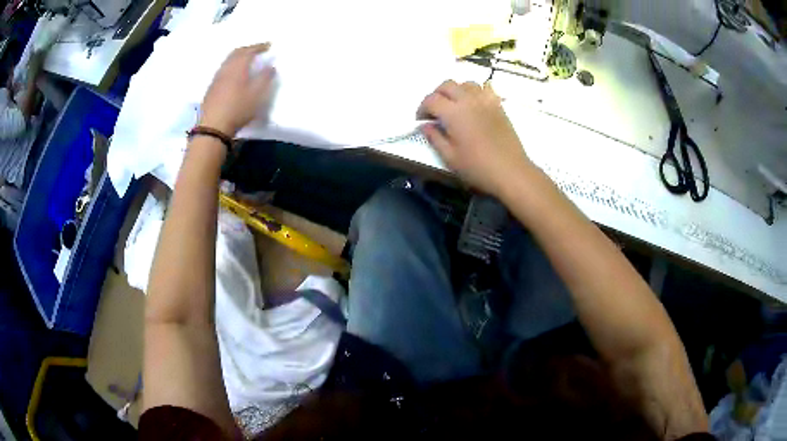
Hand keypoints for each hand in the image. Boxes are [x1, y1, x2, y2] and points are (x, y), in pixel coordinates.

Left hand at [199, 43, 275, 134]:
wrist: (212, 127)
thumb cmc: (237, 109)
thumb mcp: (257, 94)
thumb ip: (265, 78)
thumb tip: (271, 66)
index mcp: (238, 67)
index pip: (249, 51)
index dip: (259, 46)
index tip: (268, 45)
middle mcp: (226, 69)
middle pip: (236, 53)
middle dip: (247, 49)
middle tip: (257, 50)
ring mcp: (217, 78)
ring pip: (228, 61)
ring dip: (238, 57)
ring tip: (246, 61)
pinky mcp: (212, 88)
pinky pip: (223, 70)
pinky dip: (232, 66)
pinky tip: (235, 74)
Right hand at [417, 80, 533, 196]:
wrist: (511, 171)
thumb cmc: (478, 168)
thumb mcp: (450, 158)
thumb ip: (434, 138)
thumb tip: (425, 125)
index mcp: (453, 113)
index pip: (431, 100)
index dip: (422, 108)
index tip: (421, 120)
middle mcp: (468, 100)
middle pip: (447, 85)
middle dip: (436, 95)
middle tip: (435, 111)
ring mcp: (486, 101)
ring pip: (466, 84)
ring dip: (456, 91)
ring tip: (455, 106)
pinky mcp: (498, 105)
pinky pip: (484, 89)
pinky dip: (474, 93)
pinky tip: (474, 105)